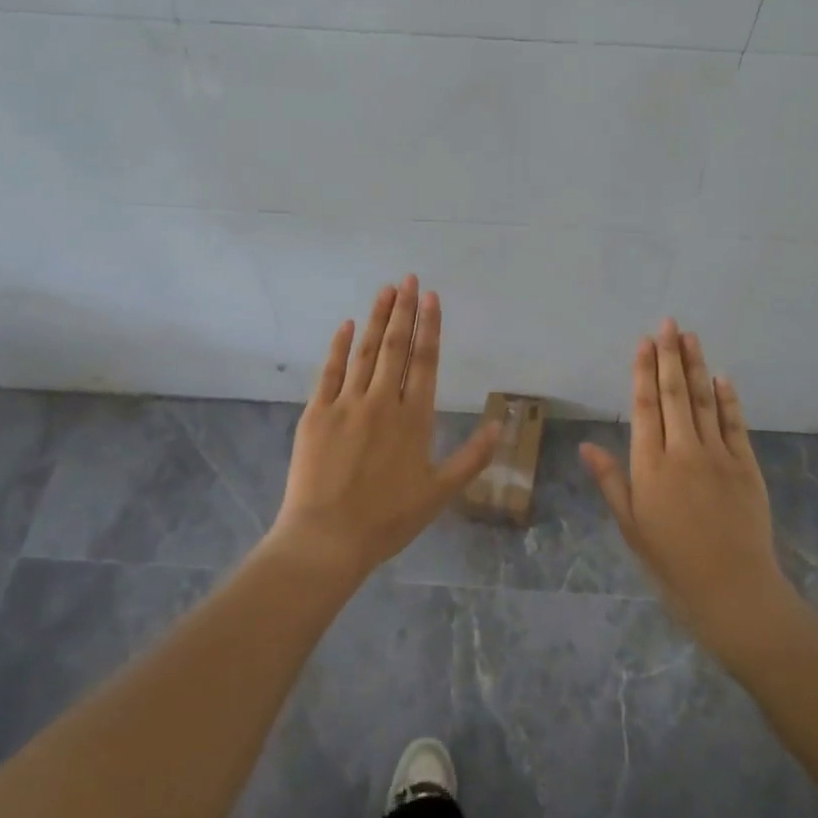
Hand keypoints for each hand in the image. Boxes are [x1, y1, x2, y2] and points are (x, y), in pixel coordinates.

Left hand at [270, 275, 500, 585]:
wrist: (327, 539)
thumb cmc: (388, 519)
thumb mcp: (440, 493)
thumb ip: (472, 457)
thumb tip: (501, 425)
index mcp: (415, 419)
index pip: (426, 361)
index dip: (430, 326)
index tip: (432, 297)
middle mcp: (383, 402)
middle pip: (397, 347)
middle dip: (405, 310)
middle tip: (410, 278)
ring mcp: (347, 404)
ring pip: (366, 352)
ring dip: (377, 318)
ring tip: (386, 290)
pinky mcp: (316, 413)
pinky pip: (330, 371)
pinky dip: (339, 346)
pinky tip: (346, 324)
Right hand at [581, 319, 795, 655]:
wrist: (732, 592)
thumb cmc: (671, 563)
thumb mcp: (630, 527)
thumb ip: (610, 481)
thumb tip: (585, 446)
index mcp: (650, 466)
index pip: (645, 407)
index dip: (643, 371)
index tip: (643, 342)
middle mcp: (683, 451)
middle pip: (676, 394)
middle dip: (670, 355)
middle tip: (668, 322)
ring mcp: (719, 456)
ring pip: (705, 401)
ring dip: (697, 366)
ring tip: (691, 336)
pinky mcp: (747, 467)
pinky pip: (735, 425)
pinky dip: (728, 399)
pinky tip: (722, 378)